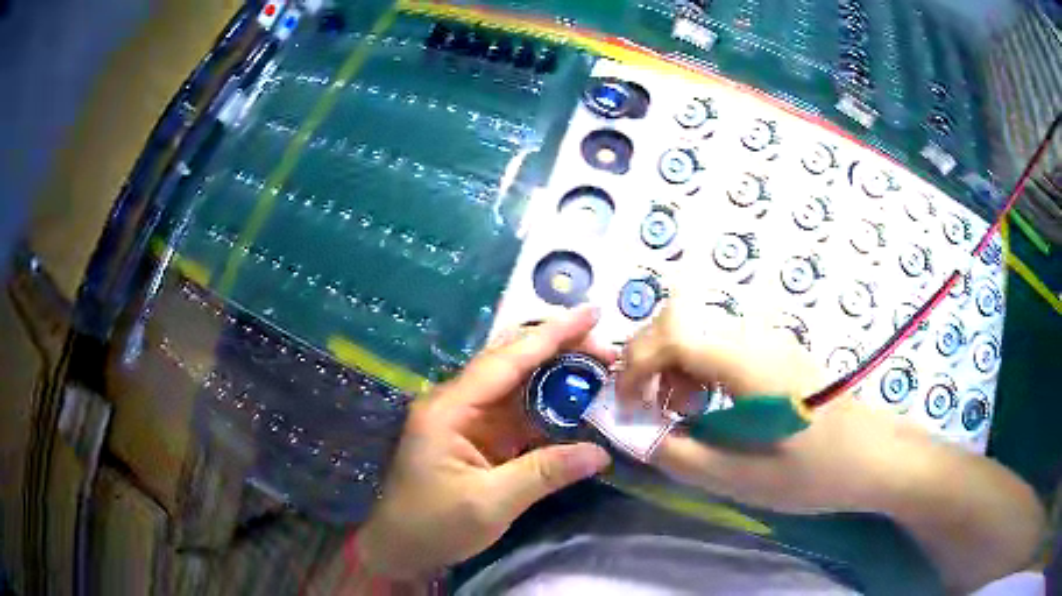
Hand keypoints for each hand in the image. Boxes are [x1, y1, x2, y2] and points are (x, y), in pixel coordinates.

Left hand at [357, 305, 614, 579]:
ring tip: (601, 370)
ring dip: (558, 378)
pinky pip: (519, 416)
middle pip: (513, 364)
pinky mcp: (479, 440)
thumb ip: (544, 473)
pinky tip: (577, 406)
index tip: (591, 312)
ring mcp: (468, 421)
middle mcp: (458, 403)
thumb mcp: (490, 503)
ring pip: (519, 387)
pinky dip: (549, 409)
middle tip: (607, 350)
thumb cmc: (433, 525)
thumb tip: (600, 454)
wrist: (400, 549)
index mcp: (450, 408)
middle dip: (559, 351)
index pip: (507, 360)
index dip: (551, 334)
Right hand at [617, 297, 1045, 592]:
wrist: (873, 456)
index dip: (636, 364)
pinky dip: (696, 369)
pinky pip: (719, 342)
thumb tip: (635, 435)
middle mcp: (755, 336)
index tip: (627, 406)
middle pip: (678, 317)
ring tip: (680, 413)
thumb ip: (678, 455)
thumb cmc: (814, 471)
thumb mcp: (740, 479)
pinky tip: (709, 406)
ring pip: (696, 327)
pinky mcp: (774, 350)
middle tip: (650, 409)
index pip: (672, 332)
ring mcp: (767, 339)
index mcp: (748, 362)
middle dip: (648, 360)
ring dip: (672, 365)